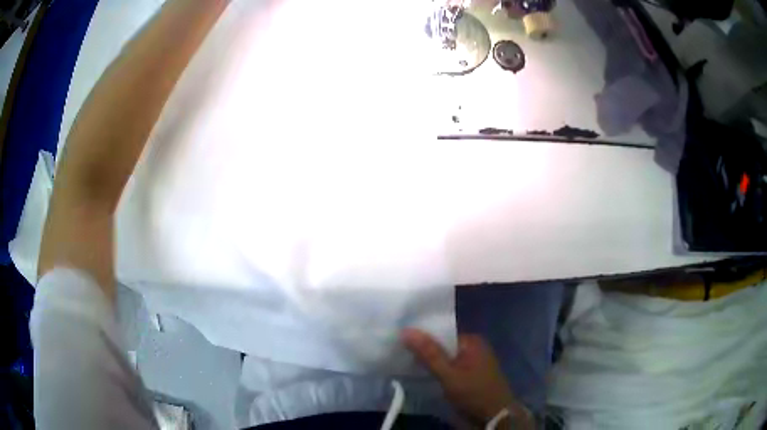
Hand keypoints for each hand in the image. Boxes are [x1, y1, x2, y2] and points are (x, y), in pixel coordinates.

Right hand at [402, 328, 533, 428]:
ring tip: (405, 363)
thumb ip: (429, 353)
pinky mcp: (470, 376)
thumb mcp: (449, 374)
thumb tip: (406, 330)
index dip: (421, 338)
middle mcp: (474, 348)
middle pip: (443, 346)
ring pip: (445, 359)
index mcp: (472, 341)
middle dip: (425, 352)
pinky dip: (438, 372)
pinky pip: (450, 369)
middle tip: (399, 354)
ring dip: (430, 363)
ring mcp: (473, 362)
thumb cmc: (474, 393)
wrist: (495, 416)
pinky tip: (423, 376)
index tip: (400, 342)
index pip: (441, 333)